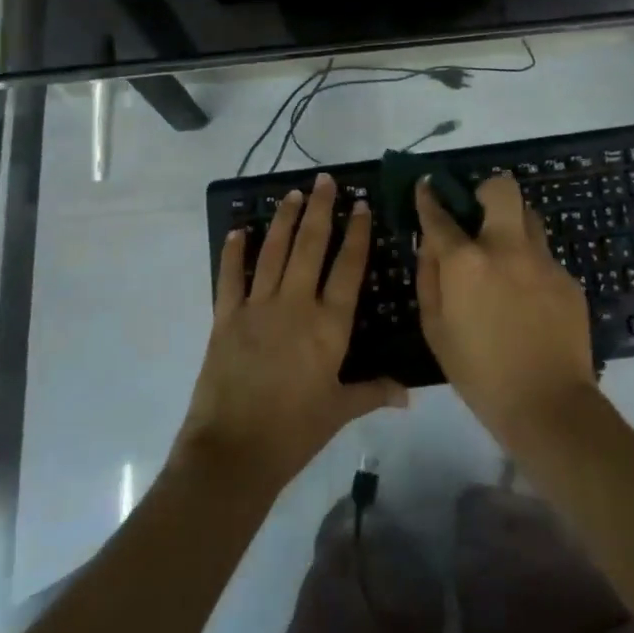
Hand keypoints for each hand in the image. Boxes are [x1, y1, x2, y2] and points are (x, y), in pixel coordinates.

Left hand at [179, 173, 405, 486]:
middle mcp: (296, 305)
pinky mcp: (225, 318)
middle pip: (310, 246)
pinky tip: (237, 231)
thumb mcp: (339, 410)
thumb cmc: (295, 431)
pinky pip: (230, 277)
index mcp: (330, 325)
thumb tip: (409, 394)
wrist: (234, 451)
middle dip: (319, 210)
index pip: (348, 268)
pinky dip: (234, 253)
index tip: (360, 204)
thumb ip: (373, 392)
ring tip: (291, 193)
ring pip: (273, 252)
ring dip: (283, 220)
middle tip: (324, 181)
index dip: (356, 233)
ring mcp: (258, 308)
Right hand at [414, 174, 596, 445]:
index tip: (427, 186)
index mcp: (467, 262)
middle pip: (502, 189)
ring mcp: (543, 261)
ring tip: (504, 255)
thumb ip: (429, 277)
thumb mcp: (435, 329)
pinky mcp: (568, 278)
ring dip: (512, 224)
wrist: (548, 405)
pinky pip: (544, 257)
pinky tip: (527, 300)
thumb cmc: (479, 373)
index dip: (429, 197)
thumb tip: (430, 244)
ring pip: (529, 218)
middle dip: (486, 190)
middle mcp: (507, 248)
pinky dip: (530, 266)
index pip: (441, 215)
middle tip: (478, 211)